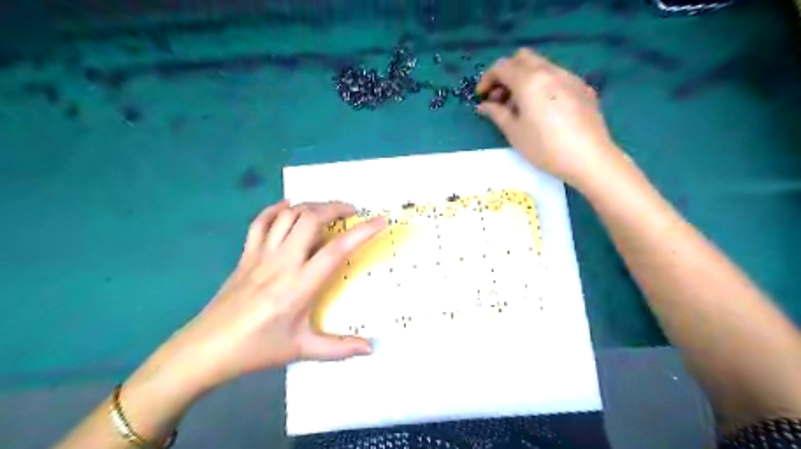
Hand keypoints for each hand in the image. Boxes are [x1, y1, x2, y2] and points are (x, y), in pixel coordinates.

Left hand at [154, 201, 386, 390]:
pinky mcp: (246, 255)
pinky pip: (261, 222)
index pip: (338, 249)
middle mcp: (283, 262)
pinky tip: (288, 207)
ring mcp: (262, 255)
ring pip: (289, 215)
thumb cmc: (257, 349)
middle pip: (311, 218)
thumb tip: (371, 348)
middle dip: (335, 207)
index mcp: (300, 285)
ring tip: (327, 210)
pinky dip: (277, 209)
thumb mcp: (301, 350)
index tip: (380, 220)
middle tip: (352, 211)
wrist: (205, 350)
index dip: (362, 231)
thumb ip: (339, 348)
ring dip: (311, 206)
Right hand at [475, 47, 624, 187]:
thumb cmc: (545, 147)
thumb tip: (484, 106)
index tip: (482, 96)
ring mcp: (569, 77)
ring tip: (520, 106)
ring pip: (540, 66)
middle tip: (500, 97)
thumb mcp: (514, 133)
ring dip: (524, 78)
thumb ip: (497, 114)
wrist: (589, 157)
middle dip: (506, 73)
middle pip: (522, 58)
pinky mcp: (582, 87)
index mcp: (530, 81)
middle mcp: (550, 71)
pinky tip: (543, 109)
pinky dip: (542, 84)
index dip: (487, 79)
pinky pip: (556, 77)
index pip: (502, 66)